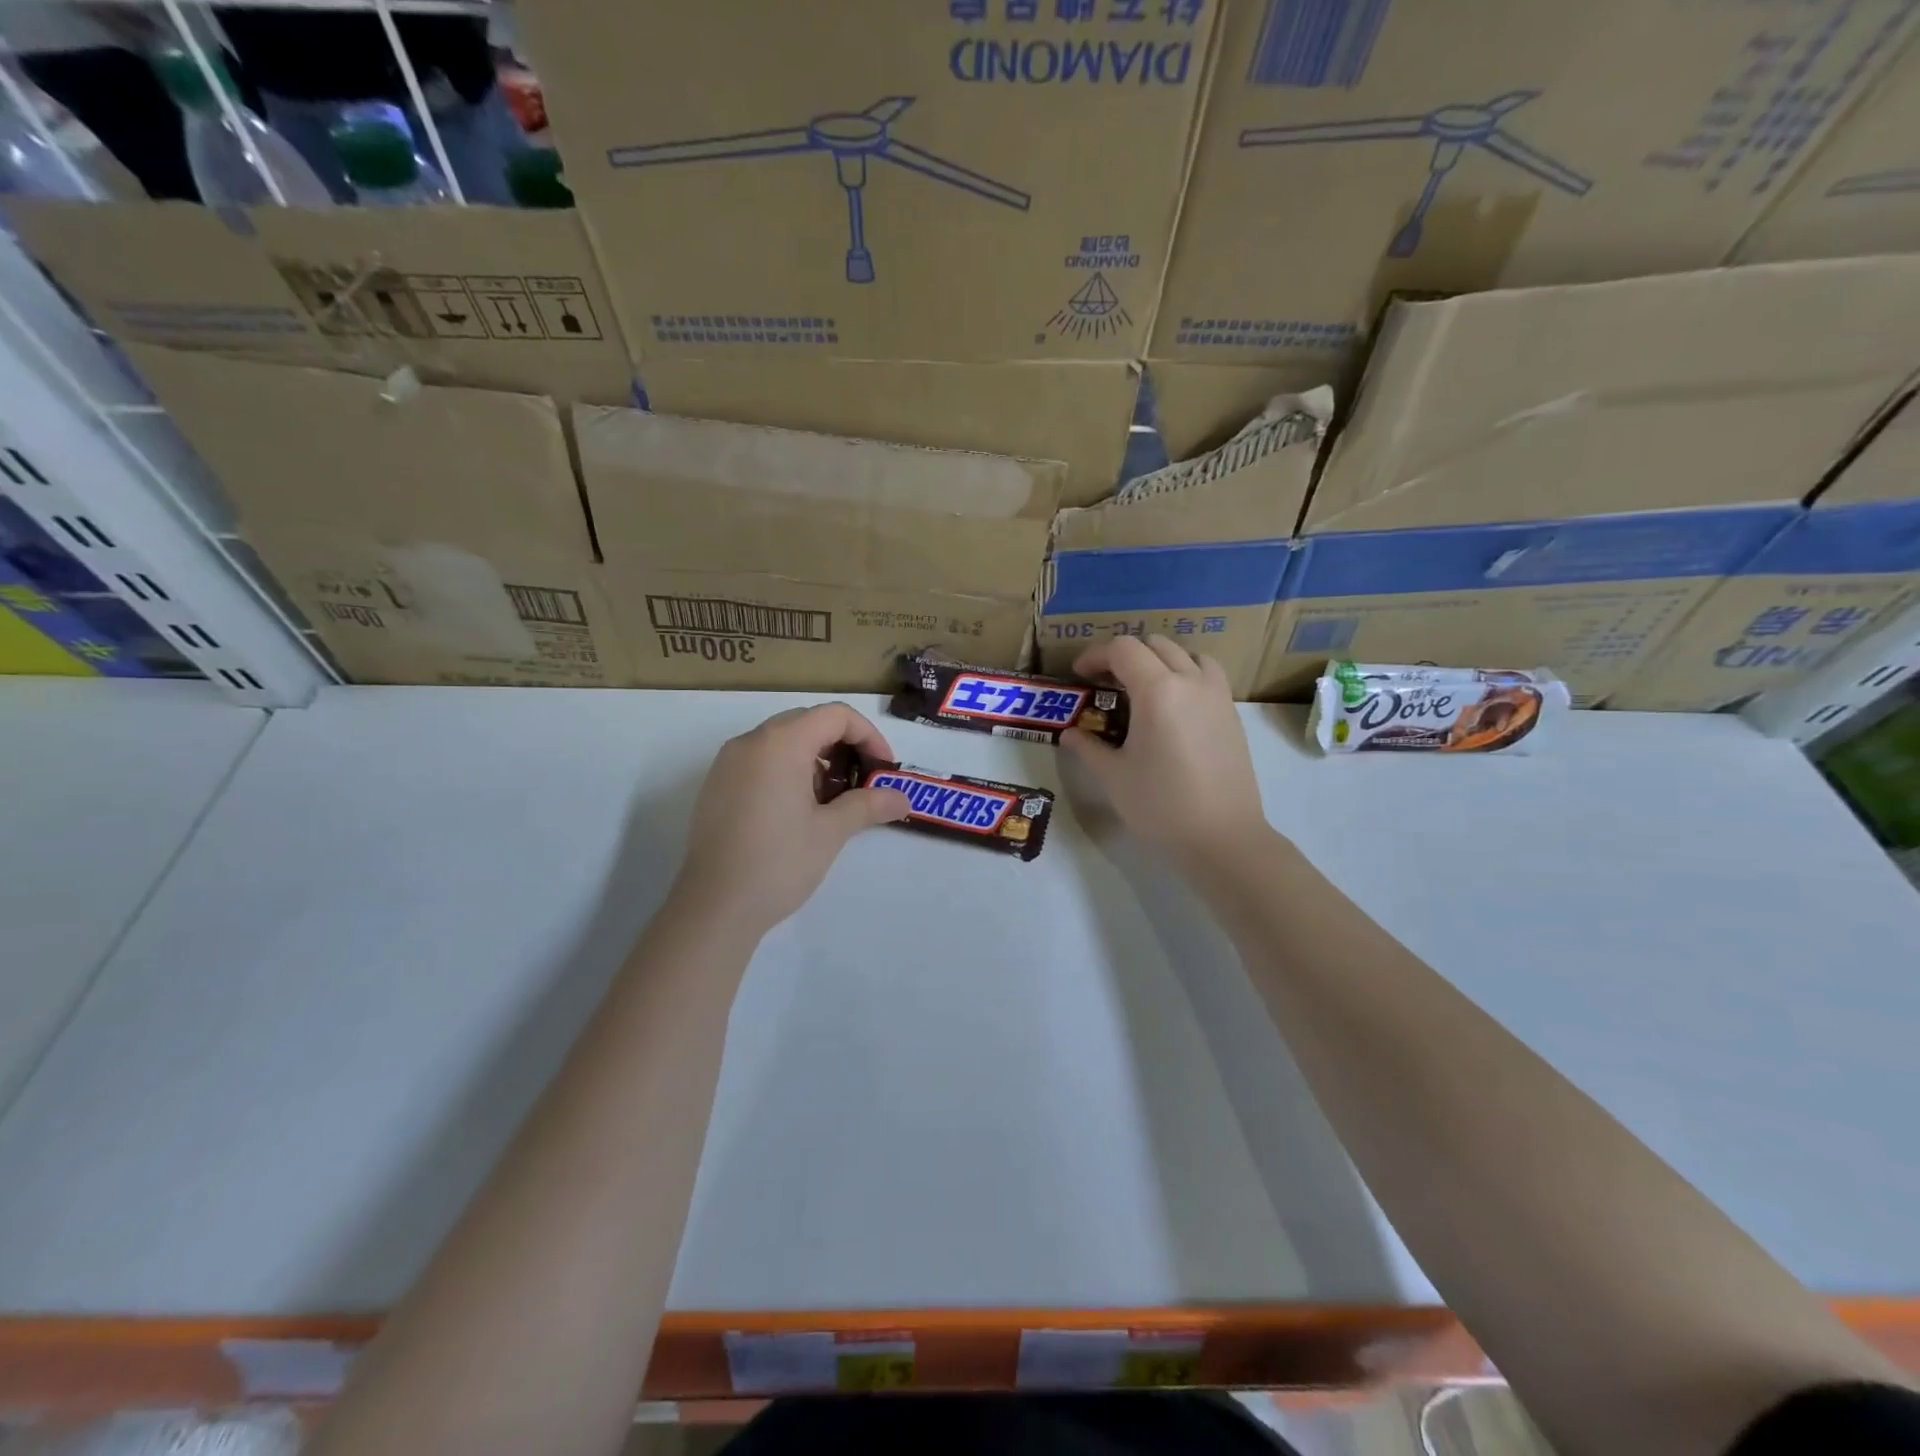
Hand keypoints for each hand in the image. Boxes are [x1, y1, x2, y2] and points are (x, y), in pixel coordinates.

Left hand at [673, 703, 910, 935]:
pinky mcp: (716, 785)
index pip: (835, 715)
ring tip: (832, 801)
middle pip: (808, 722)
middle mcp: (750, 742)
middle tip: (861, 783)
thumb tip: (903, 799)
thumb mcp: (831, 831)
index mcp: (780, 743)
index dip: (868, 736)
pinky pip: (760, 760)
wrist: (714, 907)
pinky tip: (798, 811)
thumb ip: (868, 805)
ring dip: (816, 759)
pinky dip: (788, 770)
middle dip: (843, 746)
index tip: (882, 770)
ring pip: (782, 741)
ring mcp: (727, 763)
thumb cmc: (778, 863)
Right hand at [1062, 636, 1269, 867]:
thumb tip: (1069, 734)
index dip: (1095, 655)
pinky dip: (1185, 673)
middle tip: (1105, 681)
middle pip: (1154, 645)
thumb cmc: (1161, 805)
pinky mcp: (1232, 713)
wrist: (1223, 836)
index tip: (1080, 675)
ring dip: (1159, 659)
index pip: (1123, 649)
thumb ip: (1088, 747)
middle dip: (1124, 655)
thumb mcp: (1114, 777)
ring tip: (1142, 687)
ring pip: (1186, 653)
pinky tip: (1173, 705)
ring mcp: (1217, 695)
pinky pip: (1207, 674)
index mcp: (1157, 690)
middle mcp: (1190, 681)